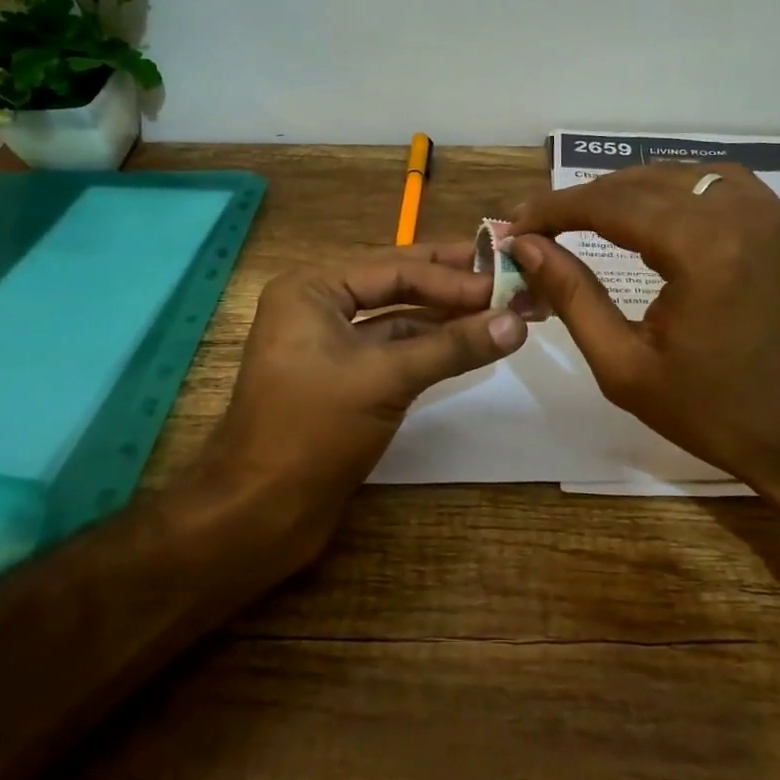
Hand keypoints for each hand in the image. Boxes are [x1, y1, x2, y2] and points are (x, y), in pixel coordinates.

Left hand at [185, 245, 528, 569]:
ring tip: (500, 310)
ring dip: (445, 317)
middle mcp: (318, 307)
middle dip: (451, 284)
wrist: (261, 512)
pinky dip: (430, 347)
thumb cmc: (314, 430)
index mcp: (312, 289)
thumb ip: (453, 346)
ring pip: (398, 319)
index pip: (395, 268)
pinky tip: (469, 344)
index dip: (453, 276)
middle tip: (507, 276)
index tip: (506, 282)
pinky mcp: (343, 380)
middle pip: (396, 285)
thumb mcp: (386, 378)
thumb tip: (517, 322)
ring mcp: (329, 345)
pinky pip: (393, 351)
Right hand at [508, 165, 779, 544]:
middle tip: (547, 223)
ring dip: (635, 189)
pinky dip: (682, 192)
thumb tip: (528, 246)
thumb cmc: (715, 414)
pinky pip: (727, 187)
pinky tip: (661, 217)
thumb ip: (573, 296)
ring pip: (687, 175)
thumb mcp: (625, 366)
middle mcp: (744, 215)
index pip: (612, 204)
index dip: (557, 208)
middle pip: (646, 181)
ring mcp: (777, 217)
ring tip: (595, 216)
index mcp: (703, 249)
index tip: (518, 223)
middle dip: (589, 198)